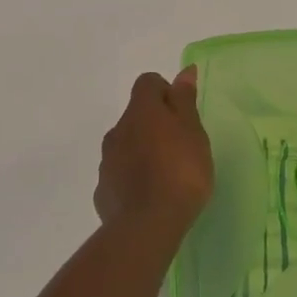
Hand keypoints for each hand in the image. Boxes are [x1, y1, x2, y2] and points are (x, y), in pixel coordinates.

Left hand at [94, 67, 213, 238]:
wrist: (148, 225)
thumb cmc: (181, 171)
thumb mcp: (193, 131)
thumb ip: (185, 100)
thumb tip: (184, 71)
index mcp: (141, 111)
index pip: (148, 83)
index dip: (166, 92)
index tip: (184, 114)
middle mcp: (117, 130)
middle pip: (136, 115)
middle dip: (156, 124)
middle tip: (181, 146)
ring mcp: (106, 161)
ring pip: (126, 144)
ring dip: (143, 150)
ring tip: (167, 174)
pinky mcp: (104, 189)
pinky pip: (120, 173)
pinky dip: (133, 177)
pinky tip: (150, 195)